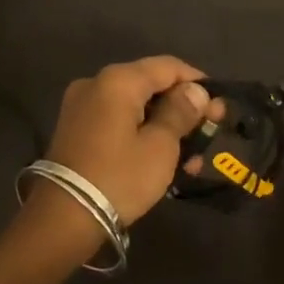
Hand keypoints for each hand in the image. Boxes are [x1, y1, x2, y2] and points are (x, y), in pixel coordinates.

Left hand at [38, 57, 213, 227]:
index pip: (167, 66)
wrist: (63, 217)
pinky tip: (163, 159)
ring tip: (192, 158)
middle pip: (150, 85)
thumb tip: (196, 90)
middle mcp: (96, 83)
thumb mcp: (160, 146)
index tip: (220, 106)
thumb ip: (180, 112)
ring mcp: (81, 106)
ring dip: (165, 126)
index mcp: (117, 80)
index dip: (198, 82)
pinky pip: (118, 121)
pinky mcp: (76, 129)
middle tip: (210, 131)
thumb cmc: (119, 177)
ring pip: (135, 106)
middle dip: (183, 108)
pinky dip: (142, 133)